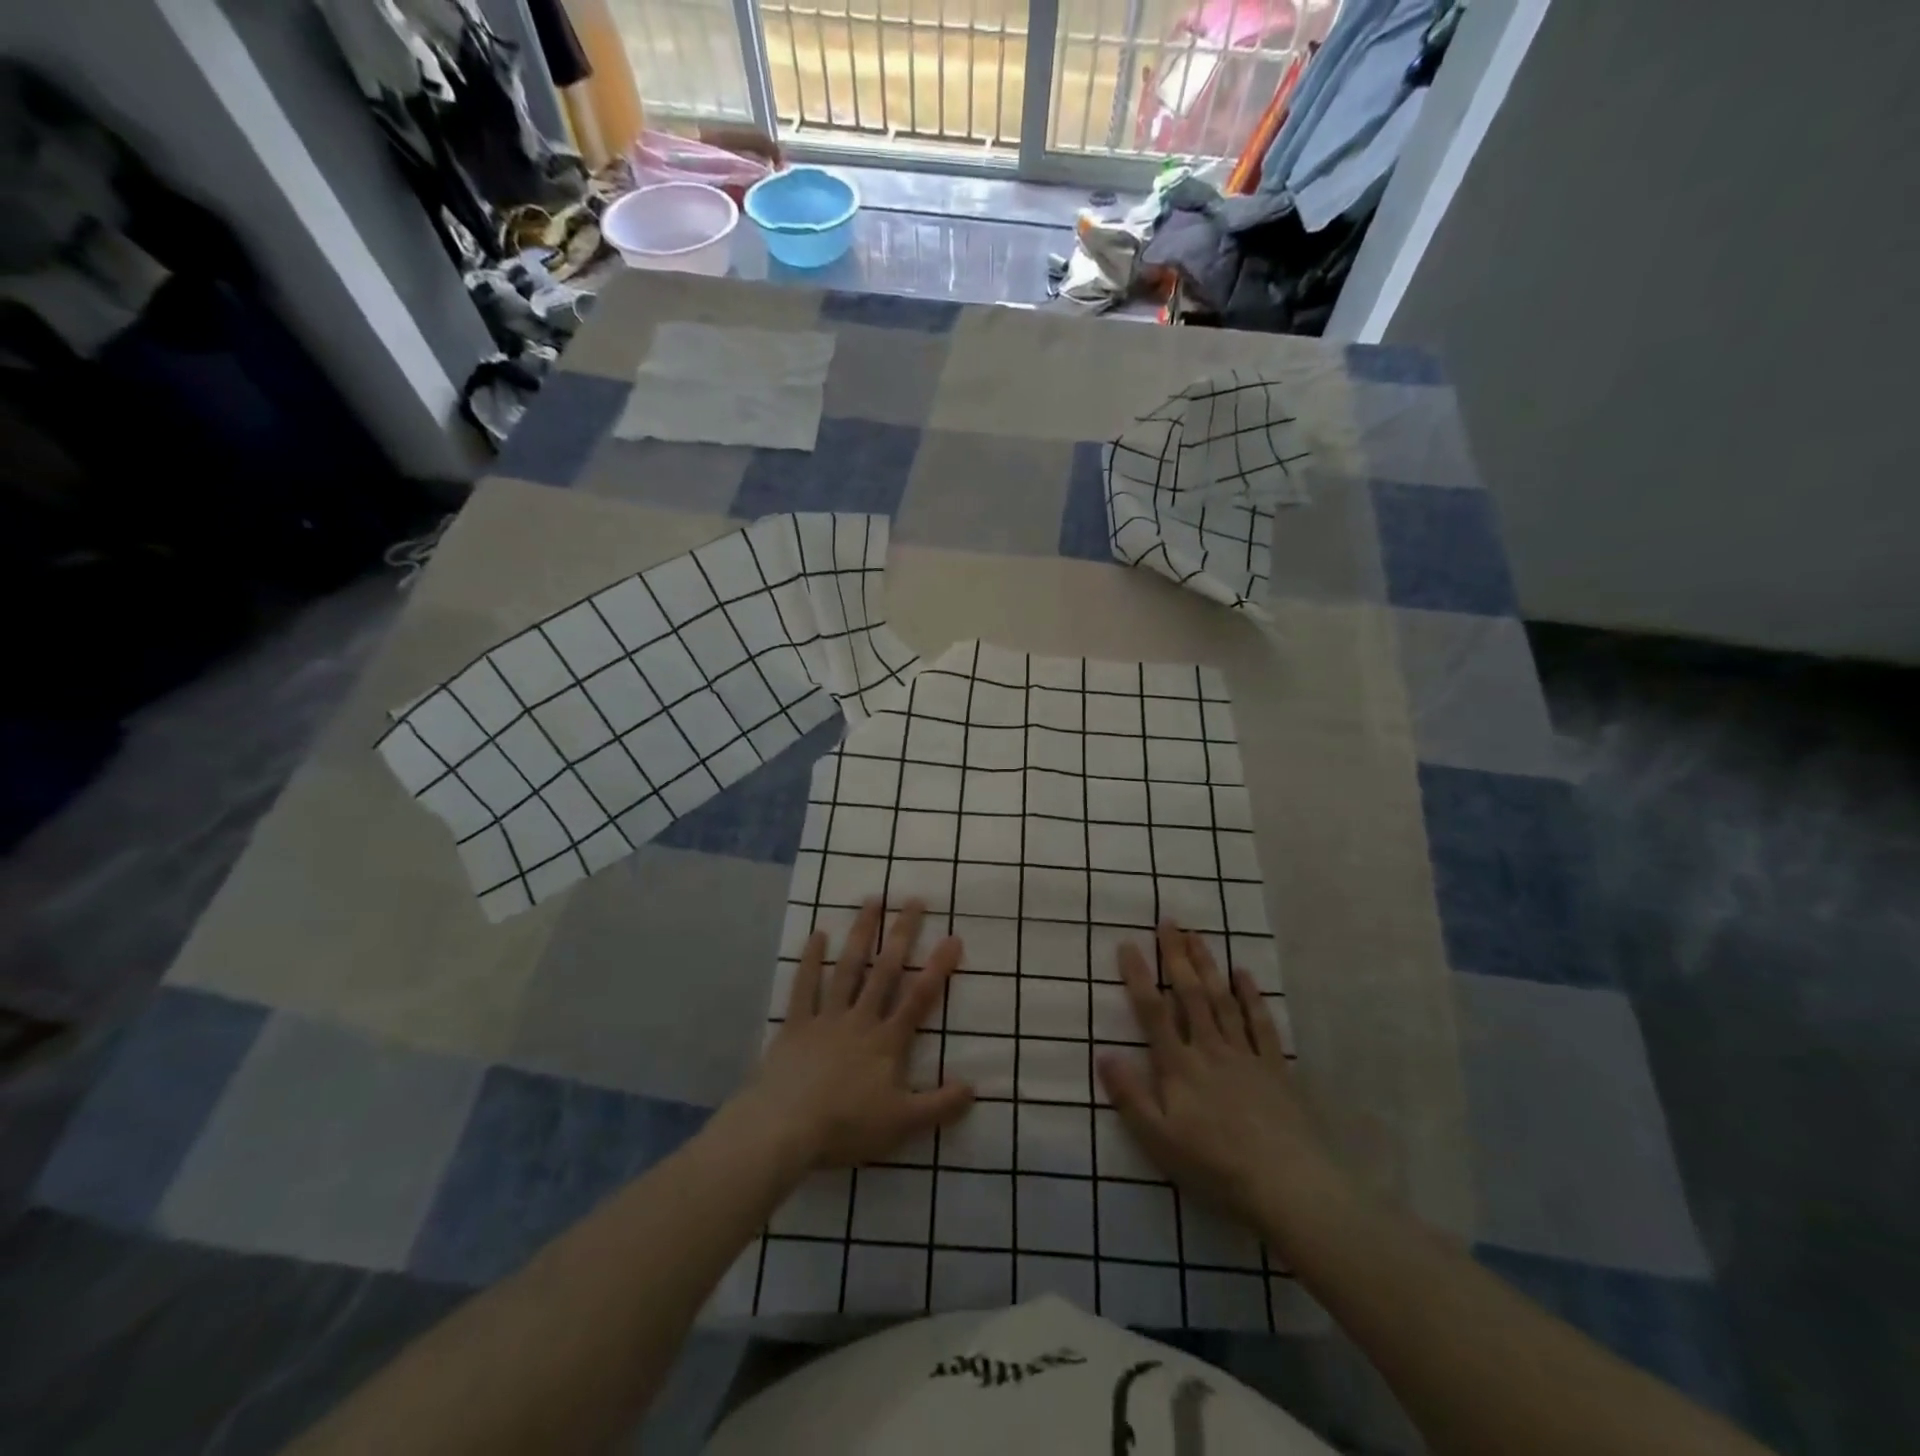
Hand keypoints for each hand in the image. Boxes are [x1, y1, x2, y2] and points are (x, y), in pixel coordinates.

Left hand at [732, 899, 973, 1169]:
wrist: (786, 1128)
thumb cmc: (846, 1126)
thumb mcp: (902, 1124)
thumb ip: (940, 1105)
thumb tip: (974, 1088)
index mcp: (887, 1042)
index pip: (919, 998)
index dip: (938, 968)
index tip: (953, 937)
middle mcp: (860, 1019)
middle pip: (885, 971)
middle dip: (902, 934)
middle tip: (914, 900)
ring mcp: (827, 1017)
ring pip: (848, 968)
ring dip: (861, 933)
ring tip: (872, 901)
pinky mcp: (797, 1024)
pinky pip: (805, 986)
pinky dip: (811, 960)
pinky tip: (818, 934)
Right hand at [1097, 923, 1343, 1233]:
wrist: (1287, 1185)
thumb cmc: (1214, 1165)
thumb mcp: (1159, 1140)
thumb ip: (1130, 1096)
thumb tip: (1103, 1054)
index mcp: (1179, 1066)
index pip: (1153, 1012)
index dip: (1139, 976)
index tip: (1128, 944)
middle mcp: (1210, 1049)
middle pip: (1190, 994)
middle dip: (1176, 956)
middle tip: (1168, 922)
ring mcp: (1245, 1055)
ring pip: (1222, 1000)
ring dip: (1208, 965)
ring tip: (1197, 935)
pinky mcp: (1274, 1067)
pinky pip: (1261, 1023)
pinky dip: (1251, 996)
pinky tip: (1244, 974)